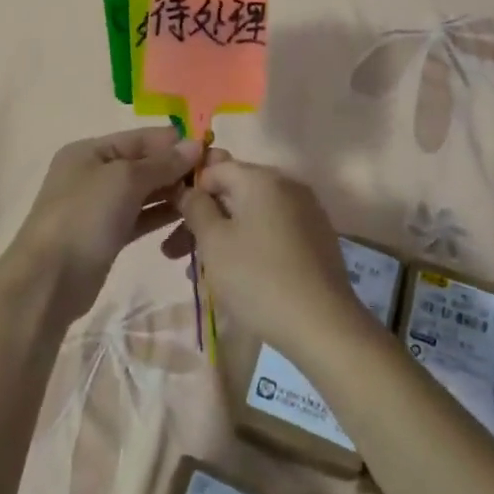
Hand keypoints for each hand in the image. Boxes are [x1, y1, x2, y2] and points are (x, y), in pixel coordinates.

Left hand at [1, 128, 201, 326]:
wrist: (49, 281)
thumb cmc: (84, 217)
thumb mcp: (124, 180)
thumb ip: (161, 163)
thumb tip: (195, 144)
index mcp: (91, 150)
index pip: (141, 138)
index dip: (175, 142)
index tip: (211, 149)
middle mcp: (95, 172)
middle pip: (144, 163)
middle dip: (177, 168)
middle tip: (216, 177)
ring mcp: (100, 205)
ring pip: (145, 191)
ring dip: (173, 192)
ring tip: (206, 197)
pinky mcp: (108, 235)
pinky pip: (141, 216)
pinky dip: (161, 215)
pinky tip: (187, 217)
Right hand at [174, 156, 364, 362]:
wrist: (324, 326)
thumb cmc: (259, 278)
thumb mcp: (214, 242)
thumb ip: (196, 207)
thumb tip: (188, 189)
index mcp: (262, 178)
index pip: (215, 167)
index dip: (189, 189)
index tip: (170, 218)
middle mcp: (287, 185)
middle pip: (234, 192)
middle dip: (203, 219)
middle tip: (174, 252)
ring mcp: (306, 212)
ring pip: (252, 215)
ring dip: (223, 236)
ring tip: (198, 272)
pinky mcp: (317, 239)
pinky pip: (273, 231)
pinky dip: (250, 245)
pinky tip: (235, 275)